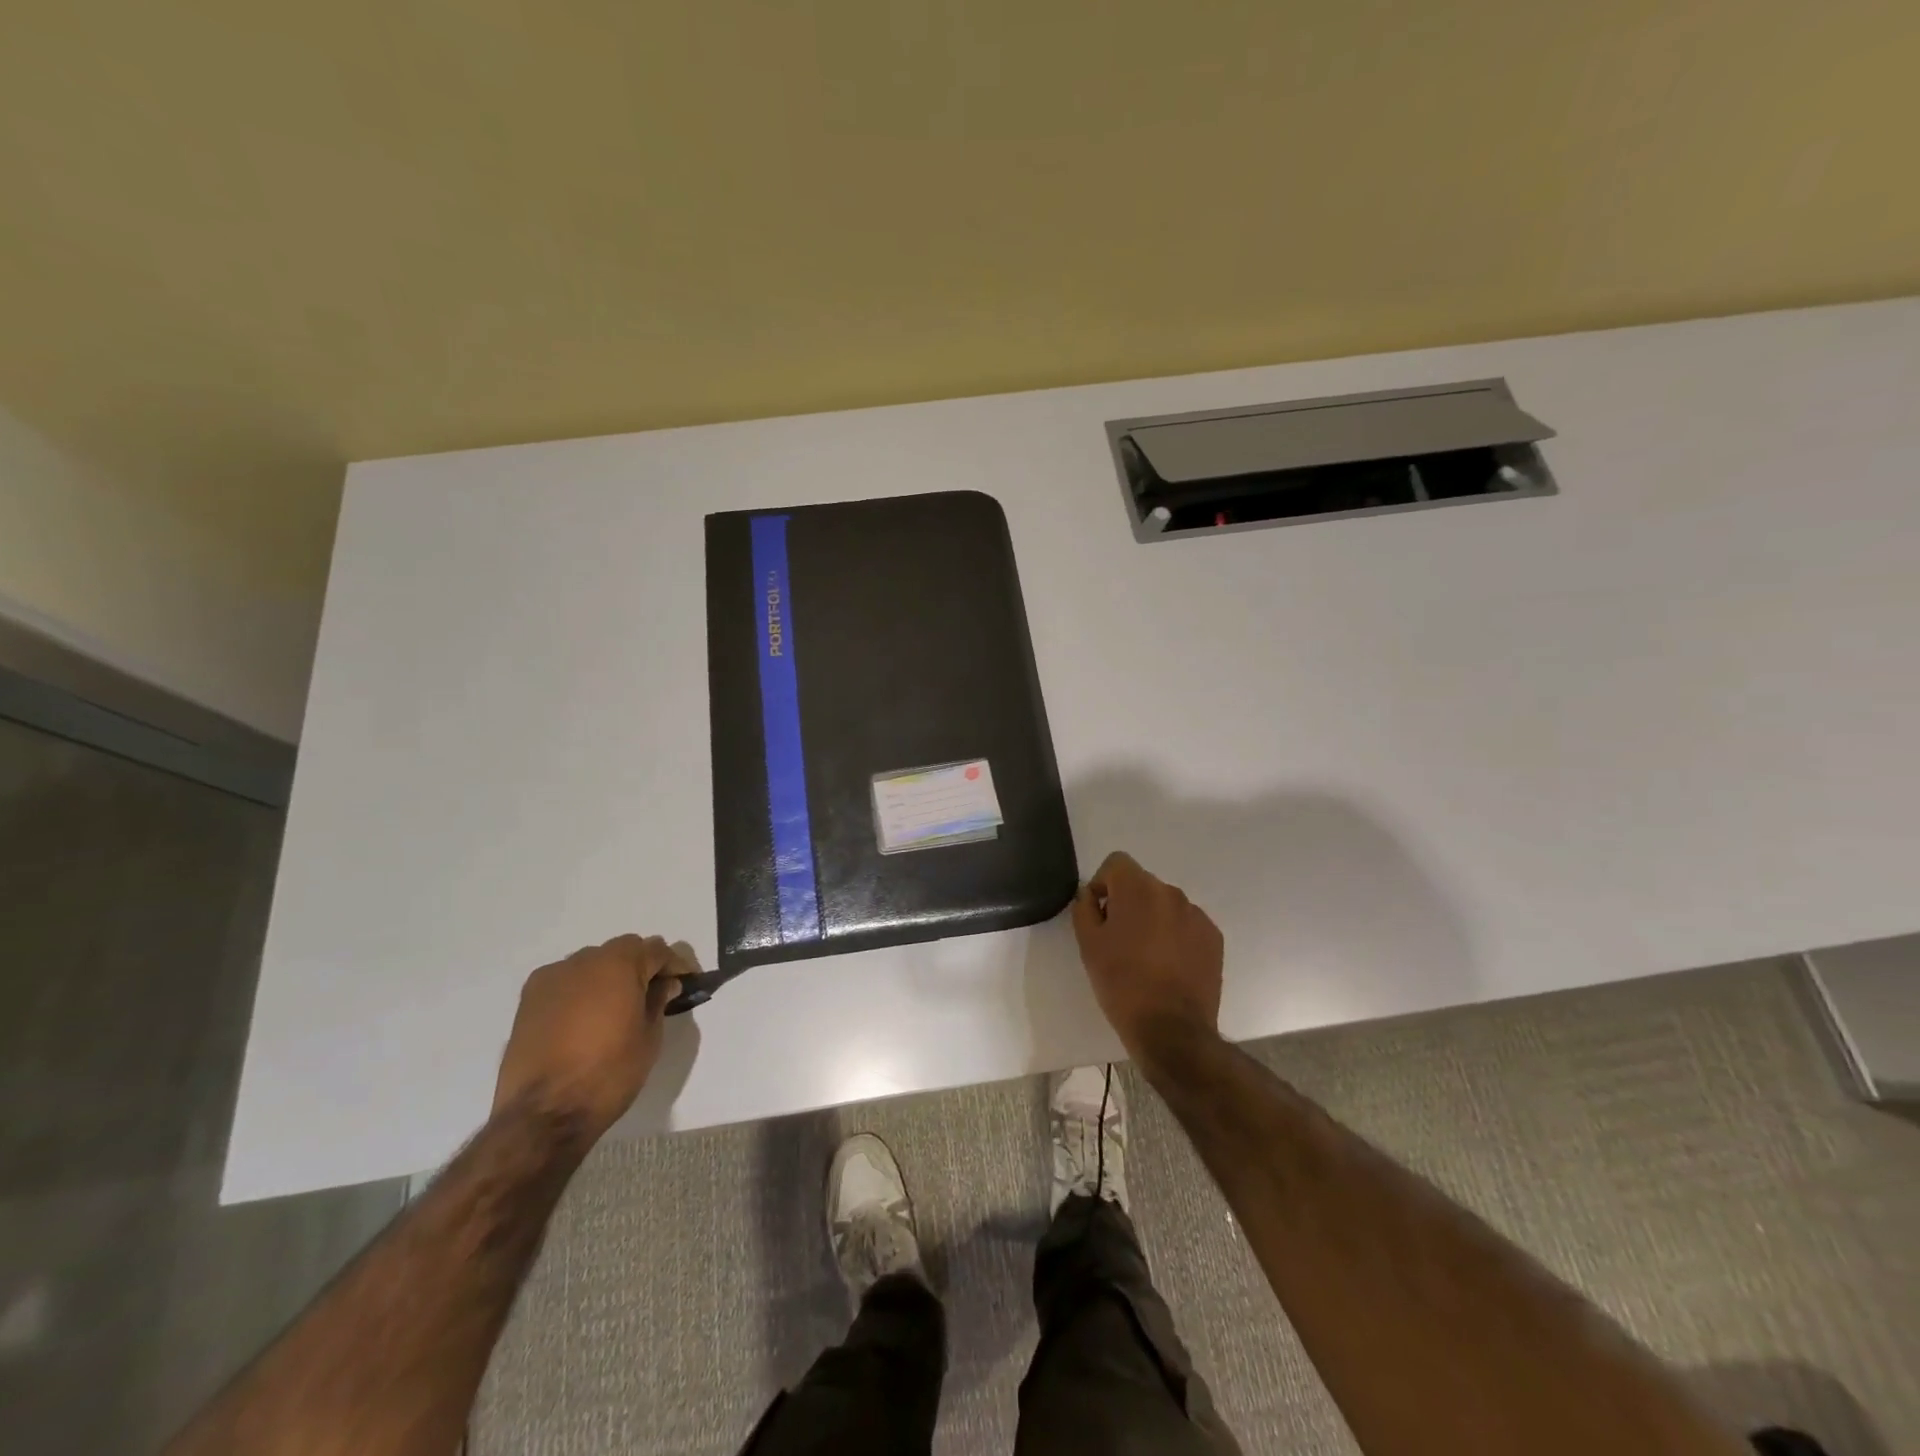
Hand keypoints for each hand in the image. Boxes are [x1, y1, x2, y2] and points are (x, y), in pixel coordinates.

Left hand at [493, 934, 684, 1140]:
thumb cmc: (608, 1073)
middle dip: (641, 966)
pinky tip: (584, 1017)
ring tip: (616, 1007)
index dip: (674, 965)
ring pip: (592, 963)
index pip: (656, 950)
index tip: (685, 982)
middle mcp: (584, 960)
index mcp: (619, 965)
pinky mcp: (528, 999)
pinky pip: (565, 981)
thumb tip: (664, 984)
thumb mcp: (649, 1038)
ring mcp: (552, 978)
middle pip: (622, 950)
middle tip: (653, 993)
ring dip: (609, 976)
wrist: (543, 1114)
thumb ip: (658, 1001)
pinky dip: (581, 990)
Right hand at [1071, 851, 1223, 1068]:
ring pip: (1165, 905)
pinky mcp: (1213, 937)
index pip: (1117, 863)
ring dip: (1152, 919)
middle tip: (1118, 940)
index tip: (1100, 915)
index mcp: (1138, 888)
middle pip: (1142, 884)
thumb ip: (1085, 908)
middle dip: (1128, 903)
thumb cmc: (1122, 983)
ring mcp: (1196, 915)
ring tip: (1145, 956)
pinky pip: (1186, 924)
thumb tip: (1090, 896)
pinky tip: (1168, 966)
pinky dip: (1175, 935)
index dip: (1103, 884)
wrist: (1171, 1029)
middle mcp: (1171, 892)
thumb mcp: (1088, 945)